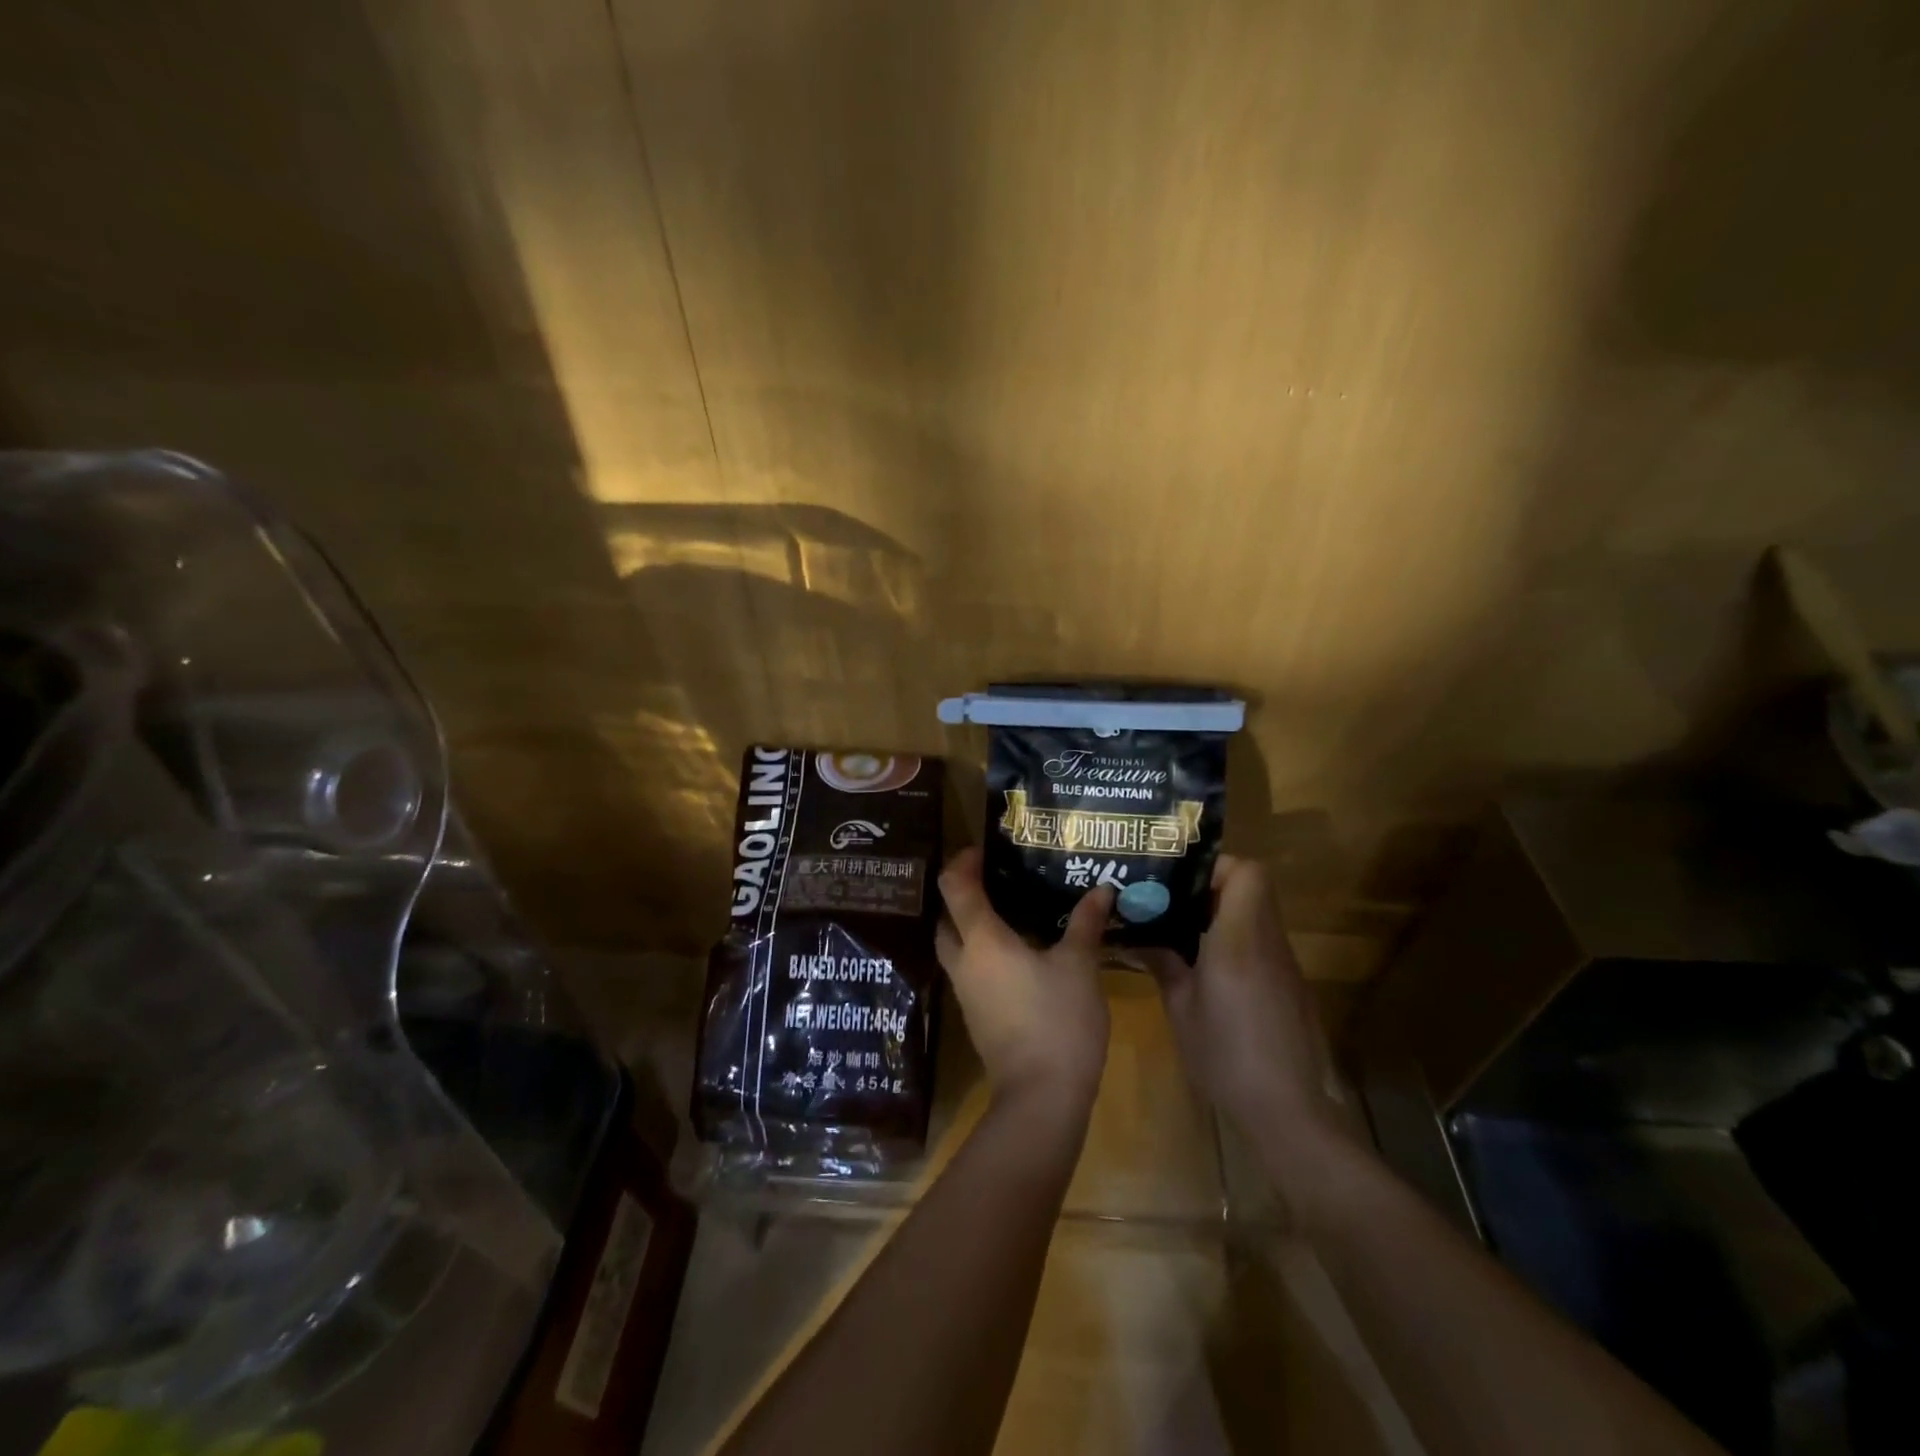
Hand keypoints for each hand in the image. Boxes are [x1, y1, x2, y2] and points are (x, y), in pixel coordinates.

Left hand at [936, 847, 1113, 1117]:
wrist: (1040, 1097)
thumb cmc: (1058, 1021)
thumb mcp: (1079, 966)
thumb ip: (1086, 924)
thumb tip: (1101, 890)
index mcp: (981, 940)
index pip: (954, 886)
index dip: (962, 861)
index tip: (984, 850)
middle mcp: (964, 961)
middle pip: (947, 917)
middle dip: (964, 895)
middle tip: (998, 880)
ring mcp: (966, 993)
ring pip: (956, 946)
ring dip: (972, 926)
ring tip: (1012, 912)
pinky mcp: (976, 1016)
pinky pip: (971, 971)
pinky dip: (984, 954)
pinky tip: (1019, 954)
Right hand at [1149, 855, 1346, 1168]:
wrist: (1286, 1110)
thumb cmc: (1225, 1055)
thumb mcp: (1181, 1008)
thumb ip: (1163, 963)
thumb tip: (1137, 936)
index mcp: (1238, 940)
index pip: (1247, 873)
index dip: (1216, 867)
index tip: (1181, 883)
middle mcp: (1267, 942)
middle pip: (1253, 886)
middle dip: (1211, 887)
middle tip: (1173, 904)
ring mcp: (1282, 964)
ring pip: (1257, 913)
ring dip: (1222, 913)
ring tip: (1182, 934)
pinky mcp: (1288, 985)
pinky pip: (1260, 942)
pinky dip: (1234, 940)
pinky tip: (1207, 970)